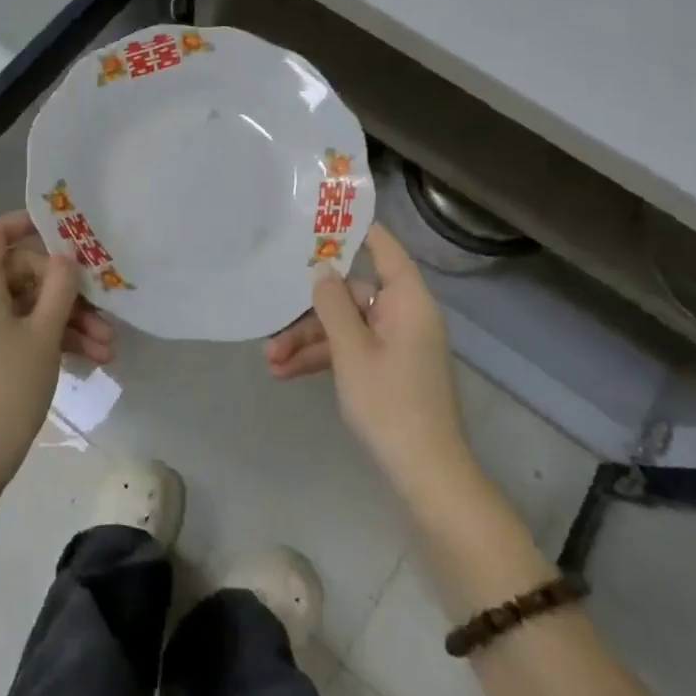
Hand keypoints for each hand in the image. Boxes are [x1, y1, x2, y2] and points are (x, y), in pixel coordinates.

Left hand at [0, 211, 109, 523]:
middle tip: (103, 311)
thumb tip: (66, 256)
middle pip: (20, 271)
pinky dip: (49, 337)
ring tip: (108, 346)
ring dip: (66, 320)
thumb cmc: (7, 387)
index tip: (63, 230)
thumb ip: (60, 287)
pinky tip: (91, 357)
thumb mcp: (44, 334)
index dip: (25, 223)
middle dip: (65, 290)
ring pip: (26, 305)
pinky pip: (18, 328)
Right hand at [282, 225, 475, 502]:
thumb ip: (332, 305)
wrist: (426, 475)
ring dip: (309, 340)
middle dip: (310, 310)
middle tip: (272, 320)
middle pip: (352, 294)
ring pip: (347, 326)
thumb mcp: (351, 351)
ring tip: (269, 360)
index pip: (383, 248)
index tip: (317, 220)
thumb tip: (321, 269)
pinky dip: (324, 359)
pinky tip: (286, 373)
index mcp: (407, 301)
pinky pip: (353, 350)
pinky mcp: (389, 370)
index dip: (353, 231)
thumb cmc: (389, 403)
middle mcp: (404, 315)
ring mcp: (397, 344)